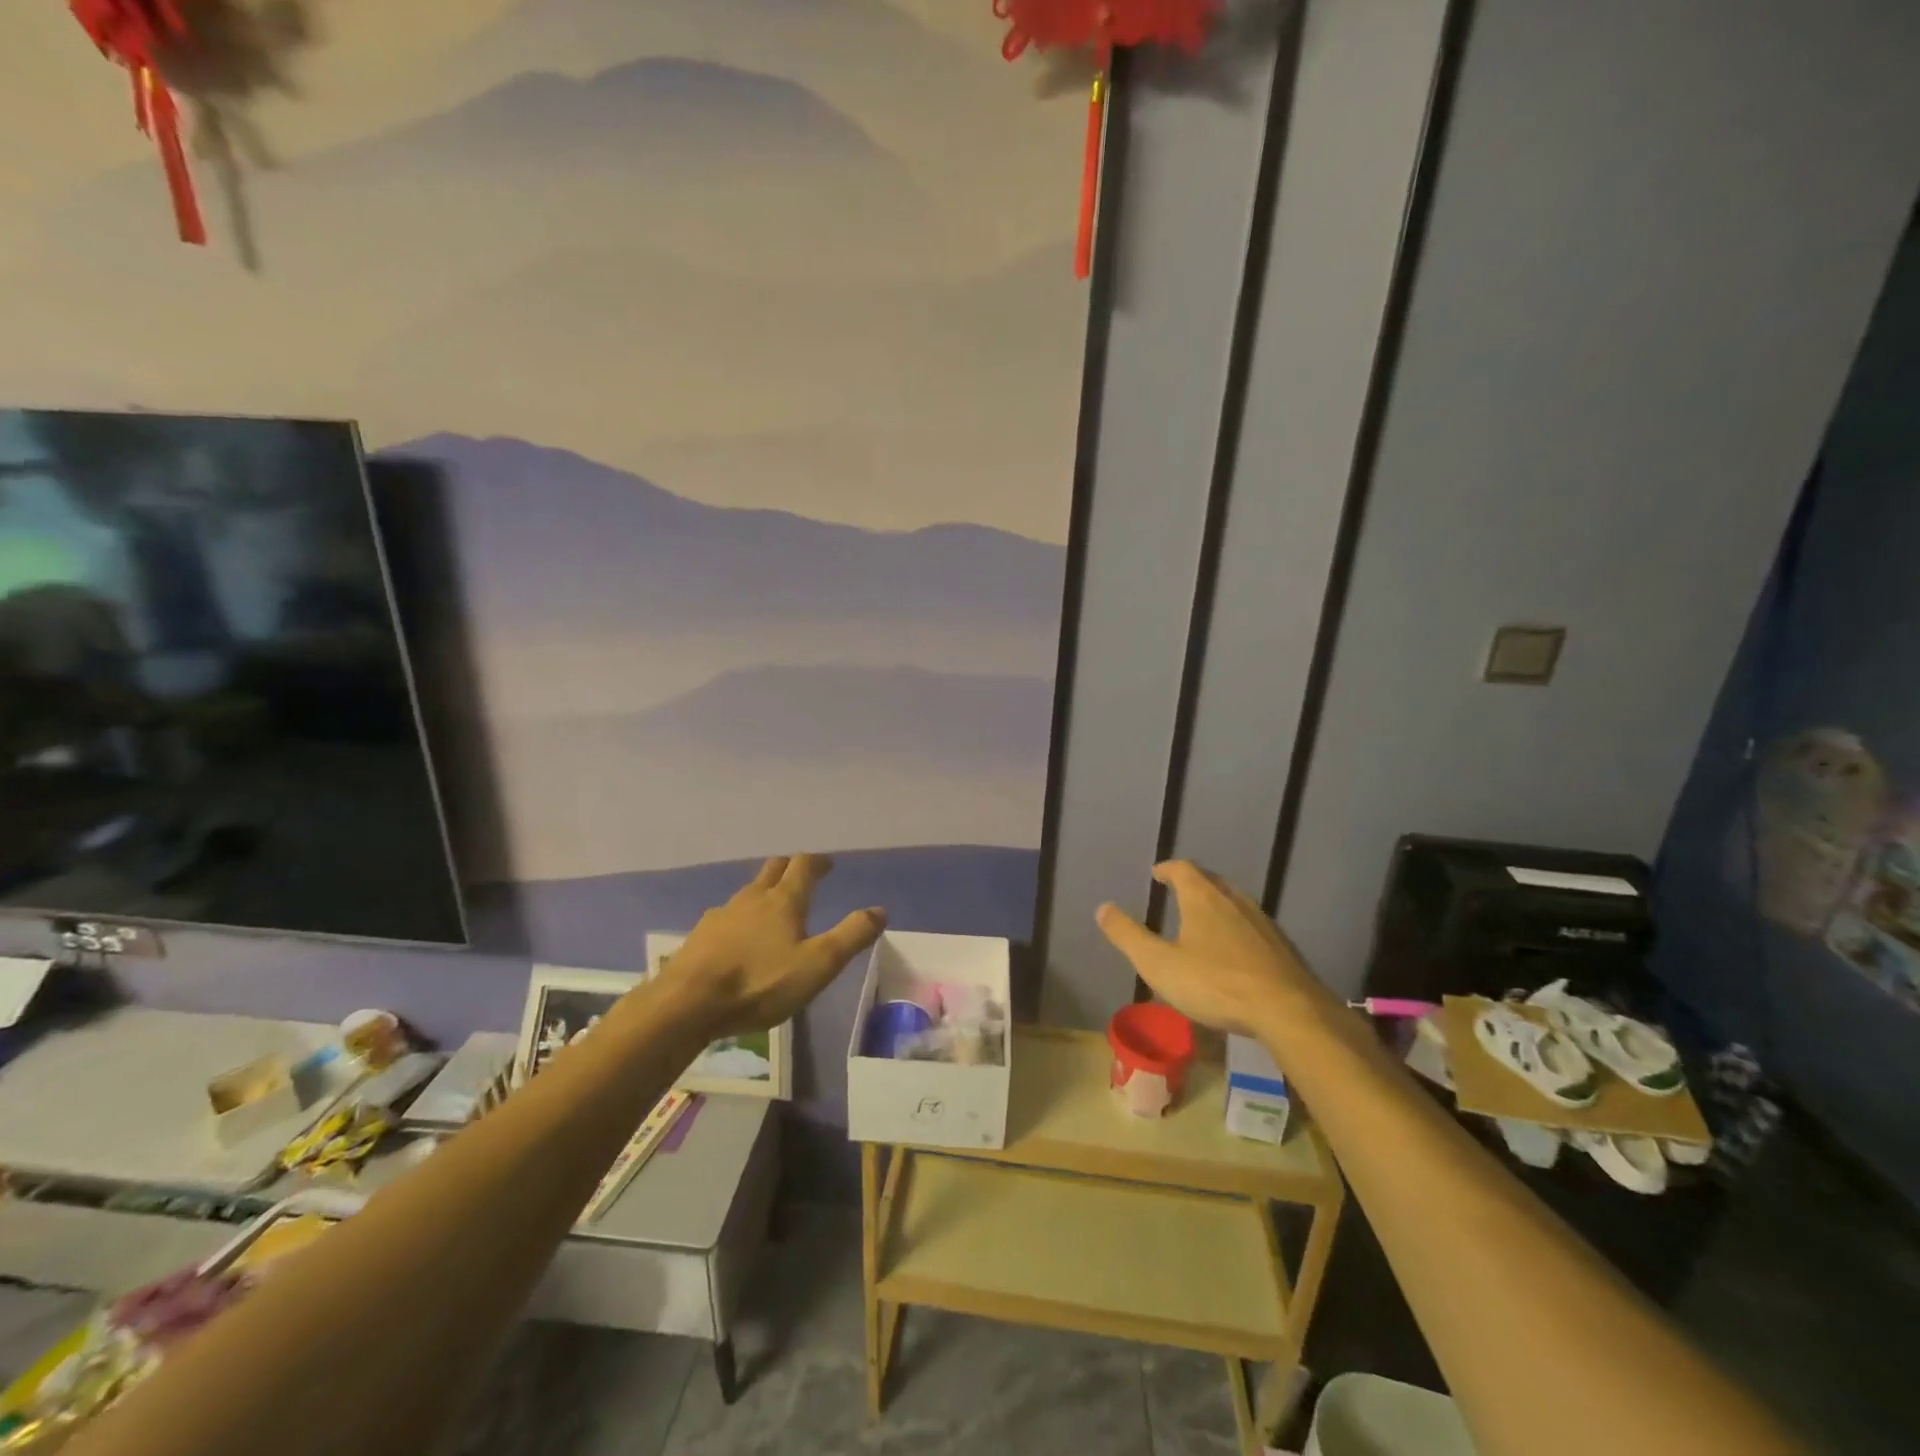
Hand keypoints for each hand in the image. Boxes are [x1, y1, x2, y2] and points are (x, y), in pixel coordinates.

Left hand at [657, 855, 885, 1037]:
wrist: (687, 1004)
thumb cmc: (760, 983)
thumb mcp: (818, 964)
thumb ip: (851, 936)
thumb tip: (879, 910)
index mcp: (784, 900)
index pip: (804, 865)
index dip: (818, 862)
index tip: (828, 865)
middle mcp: (753, 897)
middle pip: (773, 868)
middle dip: (790, 867)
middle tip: (802, 875)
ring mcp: (722, 914)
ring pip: (748, 891)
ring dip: (764, 891)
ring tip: (773, 907)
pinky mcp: (701, 935)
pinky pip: (727, 916)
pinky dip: (741, 918)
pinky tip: (739, 938)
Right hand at [1096, 861, 1321, 1037]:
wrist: (1288, 1011)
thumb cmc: (1215, 984)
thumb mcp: (1159, 964)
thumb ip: (1129, 936)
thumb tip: (1102, 908)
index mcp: (1203, 899)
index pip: (1183, 869)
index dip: (1168, 869)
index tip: (1157, 874)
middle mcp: (1234, 901)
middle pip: (1211, 881)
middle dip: (1193, 882)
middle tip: (1178, 891)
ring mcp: (1262, 922)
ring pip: (1234, 902)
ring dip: (1217, 903)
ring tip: (1204, 918)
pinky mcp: (1281, 946)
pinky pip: (1252, 925)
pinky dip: (1237, 927)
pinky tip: (1234, 949)